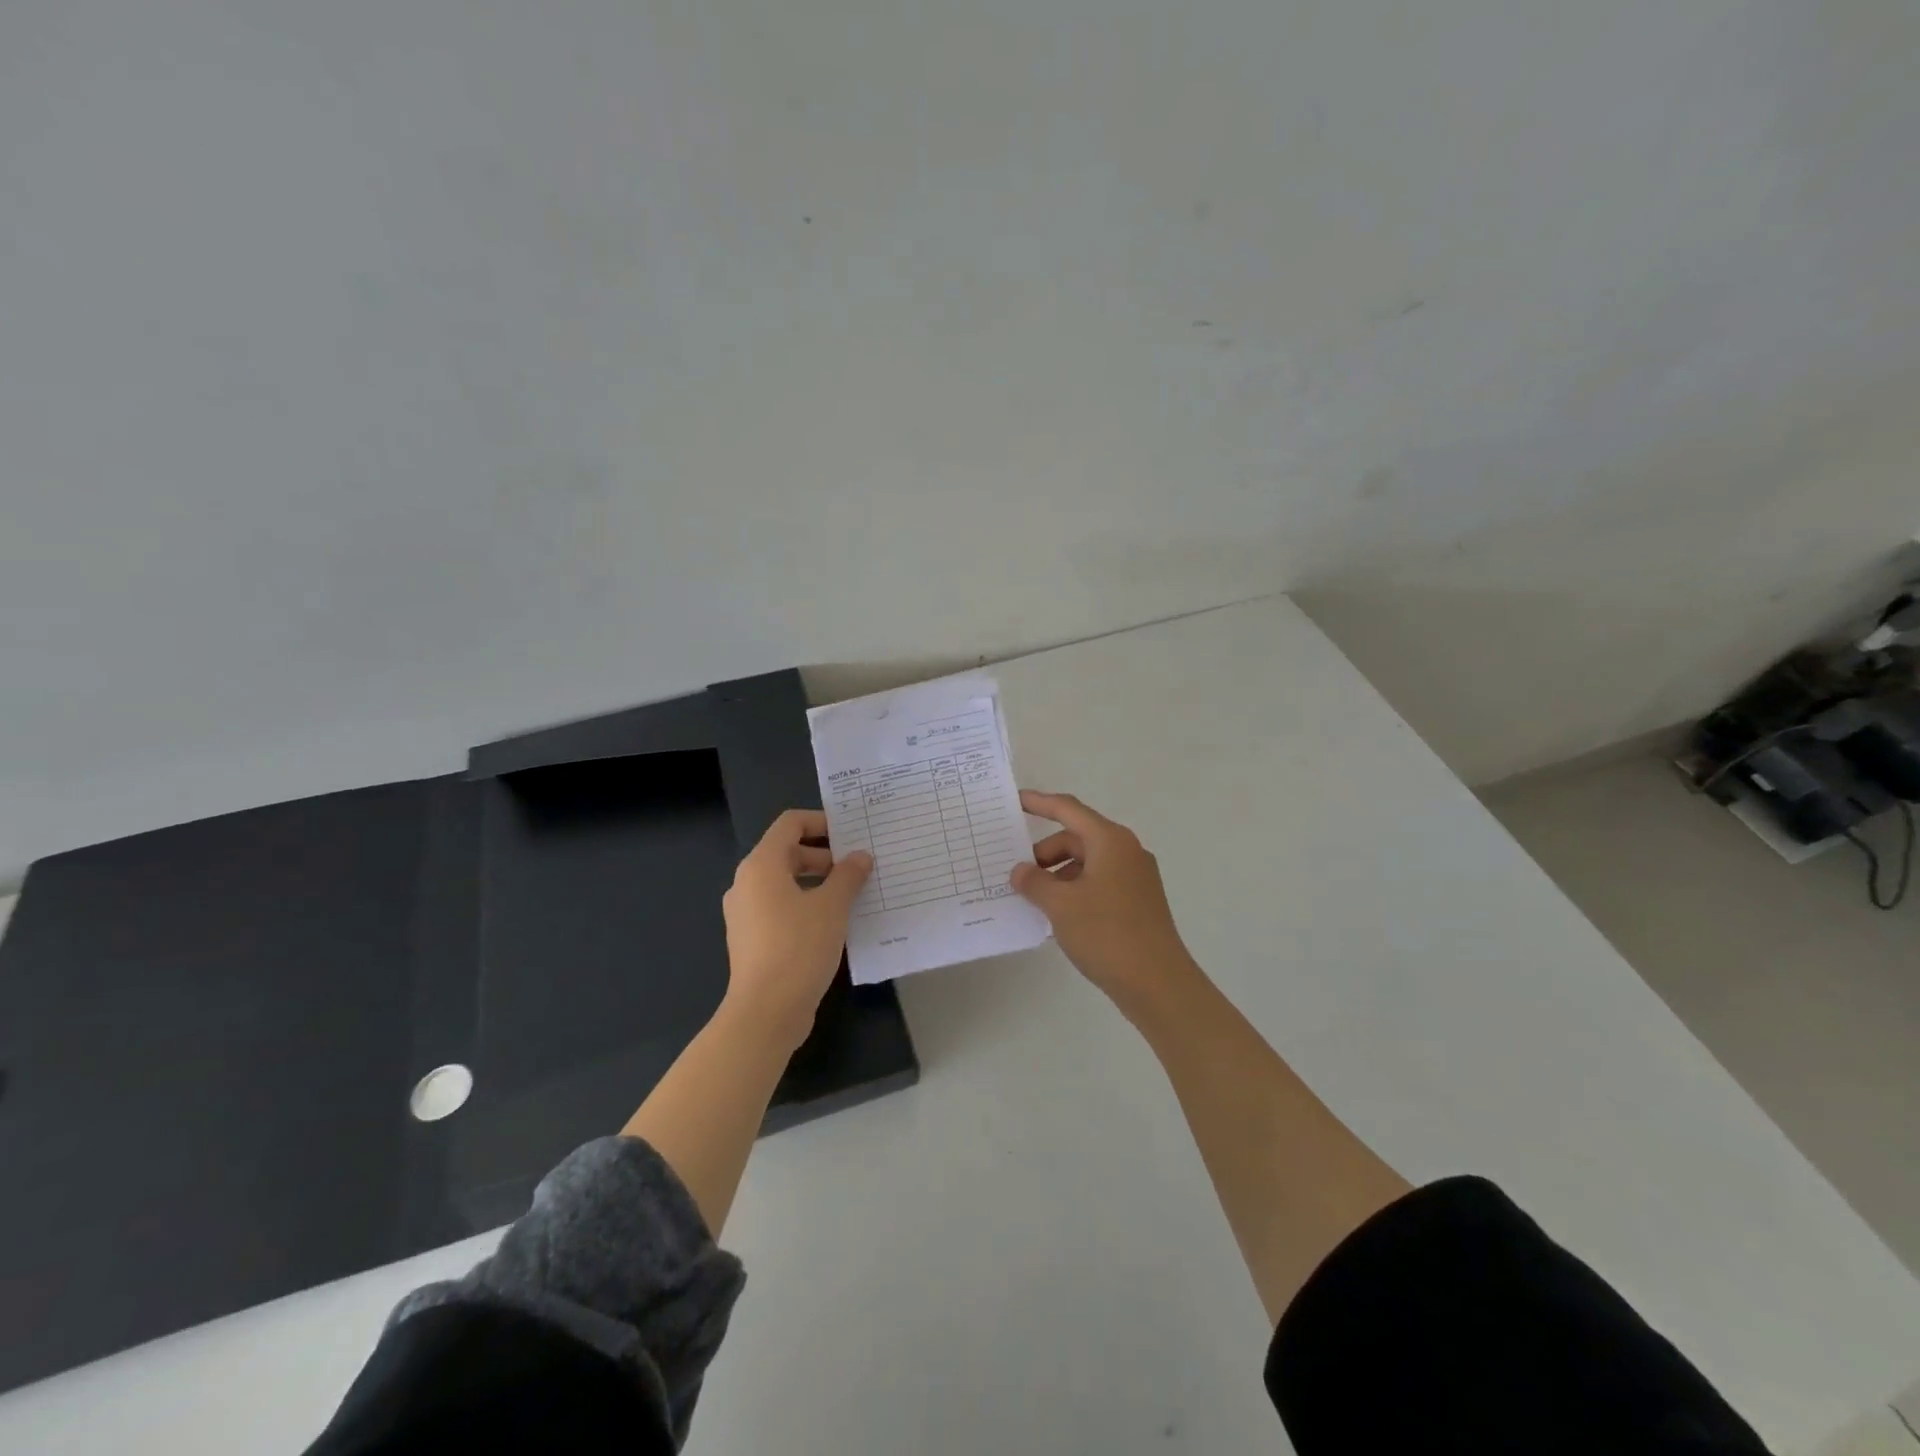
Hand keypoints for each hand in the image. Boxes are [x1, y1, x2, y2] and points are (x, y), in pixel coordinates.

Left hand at [721, 809, 871, 1049]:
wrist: (766, 1012)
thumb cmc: (798, 948)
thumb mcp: (832, 907)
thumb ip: (848, 876)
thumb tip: (860, 857)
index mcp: (761, 866)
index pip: (790, 824)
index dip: (821, 821)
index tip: (851, 834)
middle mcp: (747, 883)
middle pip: (787, 852)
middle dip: (824, 855)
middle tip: (858, 866)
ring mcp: (746, 913)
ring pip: (785, 882)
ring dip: (818, 882)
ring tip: (852, 894)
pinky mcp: (751, 938)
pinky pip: (780, 907)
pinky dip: (806, 904)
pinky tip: (834, 922)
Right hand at [1010, 791, 1198, 1008]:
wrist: (1158, 983)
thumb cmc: (1107, 933)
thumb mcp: (1060, 905)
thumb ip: (1034, 882)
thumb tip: (1021, 871)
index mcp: (1110, 841)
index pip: (1068, 810)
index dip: (1040, 803)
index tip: (1015, 801)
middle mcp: (1126, 851)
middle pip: (1077, 838)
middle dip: (1046, 853)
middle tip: (1020, 877)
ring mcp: (1135, 878)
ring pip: (1087, 863)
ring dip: (1059, 875)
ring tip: (1036, 902)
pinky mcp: (1138, 903)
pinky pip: (1099, 883)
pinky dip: (1075, 891)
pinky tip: (1059, 917)